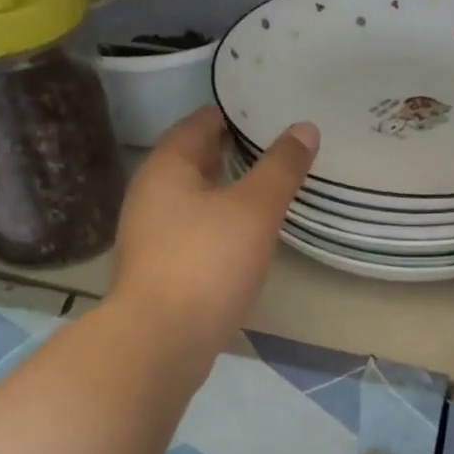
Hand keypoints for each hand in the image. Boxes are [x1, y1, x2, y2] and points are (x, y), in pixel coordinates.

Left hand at [114, 106, 315, 361]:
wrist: (162, 340)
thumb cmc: (208, 263)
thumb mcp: (255, 209)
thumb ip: (281, 168)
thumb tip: (305, 128)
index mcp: (166, 168)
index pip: (198, 124)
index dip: (230, 115)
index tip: (263, 113)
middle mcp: (149, 195)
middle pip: (191, 162)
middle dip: (227, 153)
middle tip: (270, 150)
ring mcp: (148, 236)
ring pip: (190, 200)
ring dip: (222, 192)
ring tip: (262, 192)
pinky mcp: (157, 270)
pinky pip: (190, 233)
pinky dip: (215, 225)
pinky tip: (241, 239)